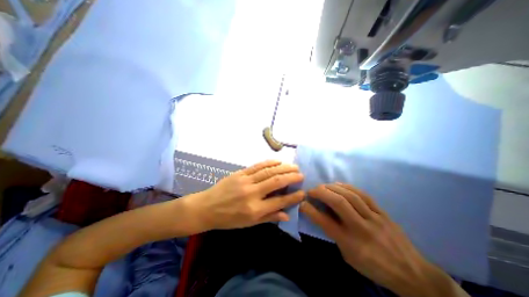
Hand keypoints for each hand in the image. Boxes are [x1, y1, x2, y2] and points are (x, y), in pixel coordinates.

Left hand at [186, 162, 304, 230]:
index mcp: (254, 209)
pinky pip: (257, 166)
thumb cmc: (228, 219)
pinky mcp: (240, 173)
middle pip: (276, 182)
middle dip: (291, 177)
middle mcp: (252, 193)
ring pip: (268, 171)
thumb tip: (287, 215)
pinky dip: (269, 162)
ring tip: (293, 166)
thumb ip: (269, 217)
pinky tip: (278, 161)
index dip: (293, 197)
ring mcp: (246, 181)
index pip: (279, 201)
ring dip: (283, 168)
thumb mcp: (249, 223)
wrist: (207, 207)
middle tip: (301, 174)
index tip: (303, 192)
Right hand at [300, 184, 461, 296]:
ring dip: (332, 187)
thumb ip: (334, 234)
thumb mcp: (349, 256)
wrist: (412, 273)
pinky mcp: (382, 212)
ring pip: (350, 196)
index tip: (302, 203)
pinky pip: (363, 195)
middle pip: (338, 203)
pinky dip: (348, 187)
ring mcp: (374, 218)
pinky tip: (339, 184)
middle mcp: (361, 228)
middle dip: (321, 193)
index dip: (310, 210)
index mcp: (351, 243)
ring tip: (323, 186)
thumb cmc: (374, 267)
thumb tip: (322, 215)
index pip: (325, 222)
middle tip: (312, 190)